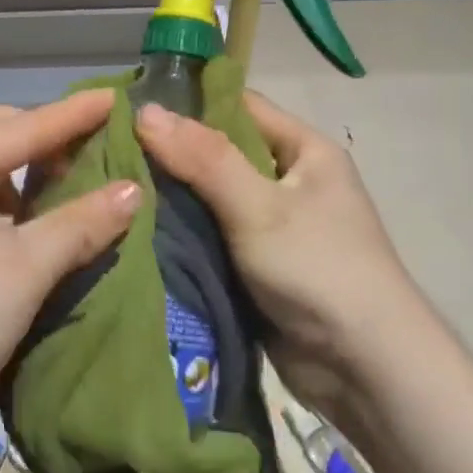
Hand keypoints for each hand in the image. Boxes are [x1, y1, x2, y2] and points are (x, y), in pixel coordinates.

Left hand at [0, 92, 138, 455]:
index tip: (115, 97)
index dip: (70, 116)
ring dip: (14, 175)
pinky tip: (23, 231)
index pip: (16, 129)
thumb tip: (134, 190)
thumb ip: (80, 223)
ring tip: (58, 187)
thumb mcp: (23, 269)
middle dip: (32, 136)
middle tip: (81, 144)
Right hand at [134, 94, 422, 418]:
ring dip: (172, 198)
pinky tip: (137, 229)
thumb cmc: (318, 268)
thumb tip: (145, 110)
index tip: (130, 106)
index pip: (240, 107)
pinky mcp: (258, 265)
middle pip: (221, 154)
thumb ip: (203, 159)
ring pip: (211, 199)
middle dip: (171, 155)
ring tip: (112, 188)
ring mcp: (274, 226)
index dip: (188, 104)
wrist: (363, 367)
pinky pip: (213, 236)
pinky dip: (183, 234)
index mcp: (305, 151)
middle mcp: (290, 181)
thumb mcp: (259, 206)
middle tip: (108, 151)